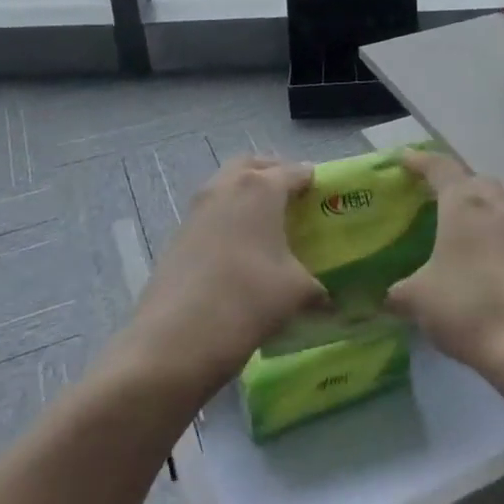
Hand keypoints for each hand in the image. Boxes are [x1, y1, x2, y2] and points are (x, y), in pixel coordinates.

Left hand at [125, 156, 326, 397]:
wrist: (175, 339)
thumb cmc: (248, 300)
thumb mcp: (296, 293)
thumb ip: (317, 288)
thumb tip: (328, 300)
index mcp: (261, 188)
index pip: (296, 171)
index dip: (314, 181)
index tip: (327, 197)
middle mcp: (227, 186)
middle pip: (254, 165)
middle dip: (274, 174)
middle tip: (293, 199)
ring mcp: (197, 208)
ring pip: (227, 185)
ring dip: (247, 195)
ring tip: (267, 226)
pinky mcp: (178, 234)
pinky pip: (211, 212)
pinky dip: (228, 218)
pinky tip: (241, 251)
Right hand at [385, 150, 503, 375]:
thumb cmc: (468, 307)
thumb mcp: (418, 300)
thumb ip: (398, 292)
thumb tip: (388, 296)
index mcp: (465, 206)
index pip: (441, 168)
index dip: (420, 161)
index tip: (404, 161)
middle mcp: (498, 211)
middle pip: (478, 183)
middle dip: (457, 185)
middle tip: (434, 200)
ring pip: (499, 213)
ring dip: (479, 219)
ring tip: (457, 243)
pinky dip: (495, 249)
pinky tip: (482, 275)